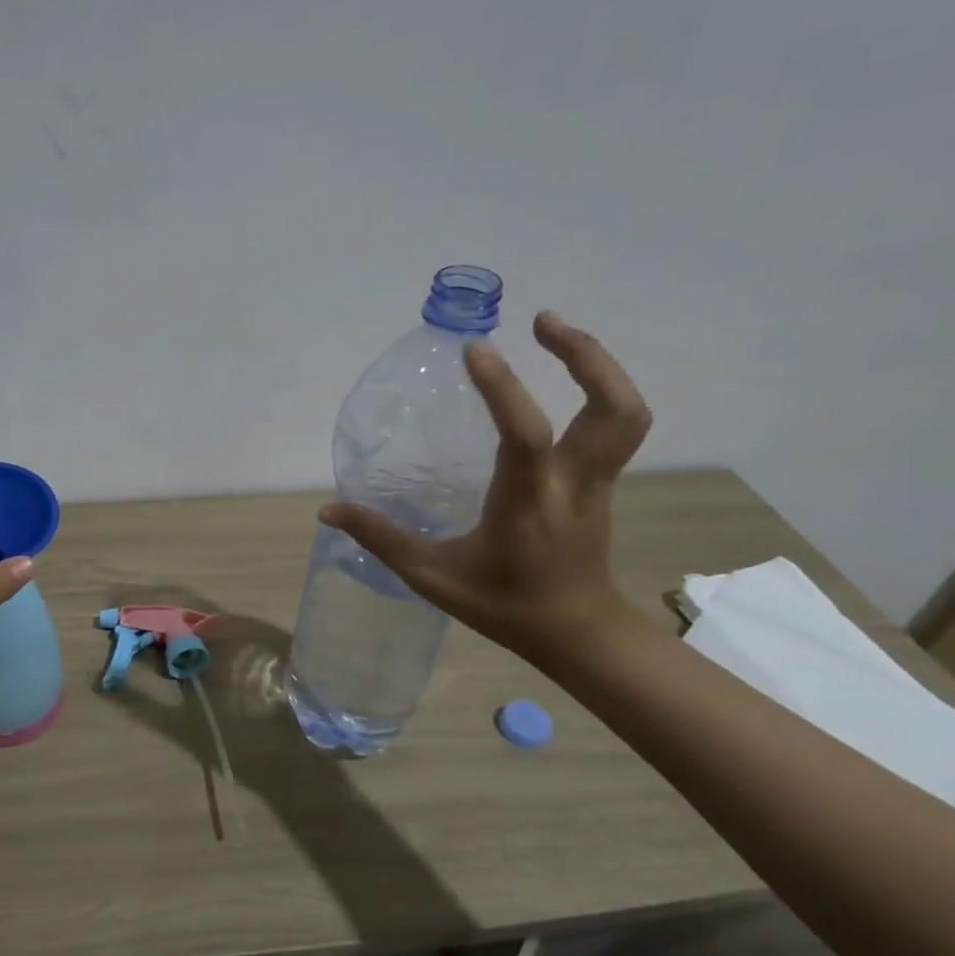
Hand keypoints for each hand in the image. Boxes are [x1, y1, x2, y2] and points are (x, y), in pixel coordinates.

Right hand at [321, 311, 651, 659]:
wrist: (578, 634)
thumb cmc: (504, 605)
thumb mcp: (433, 577)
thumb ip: (381, 539)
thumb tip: (328, 510)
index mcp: (529, 503)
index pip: (525, 434)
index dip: (503, 388)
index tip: (475, 350)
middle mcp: (573, 483)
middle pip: (613, 409)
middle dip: (585, 356)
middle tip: (541, 321)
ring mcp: (597, 482)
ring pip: (626, 413)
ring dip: (599, 366)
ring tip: (556, 335)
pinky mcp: (602, 483)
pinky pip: (615, 425)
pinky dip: (598, 389)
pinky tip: (563, 380)